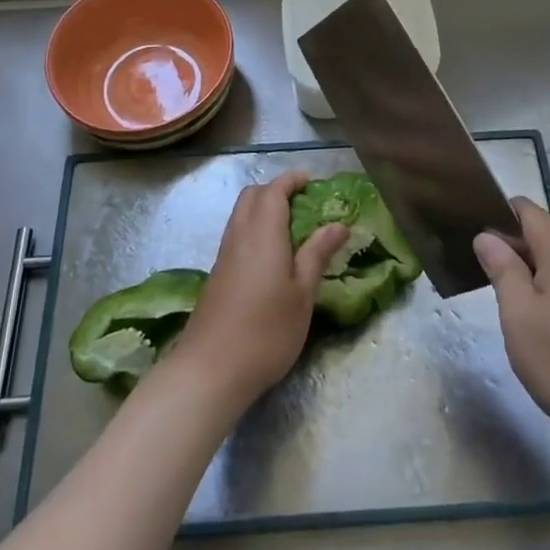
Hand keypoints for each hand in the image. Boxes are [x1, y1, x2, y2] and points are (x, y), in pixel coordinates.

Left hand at [176, 170, 346, 407]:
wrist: (211, 369)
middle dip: (276, 191)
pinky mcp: (217, 274)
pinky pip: (236, 235)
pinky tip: (271, 257)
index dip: (291, 180)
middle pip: (252, 196)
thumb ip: (318, 254)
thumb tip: (338, 225)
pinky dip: (254, 229)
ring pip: (240, 215)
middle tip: (303, 205)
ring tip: (292, 230)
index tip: (311, 182)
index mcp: (262, 233)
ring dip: (263, 210)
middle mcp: (239, 235)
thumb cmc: (267, 331)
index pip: (273, 190)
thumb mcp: (303, 293)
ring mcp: (224, 255)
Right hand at [474, 197, 549, 448]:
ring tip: (518, 308)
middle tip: (491, 283)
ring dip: (539, 274)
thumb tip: (487, 236)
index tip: (478, 242)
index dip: (499, 218)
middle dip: (518, 251)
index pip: (528, 211)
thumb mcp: (520, 317)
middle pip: (547, 235)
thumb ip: (502, 269)